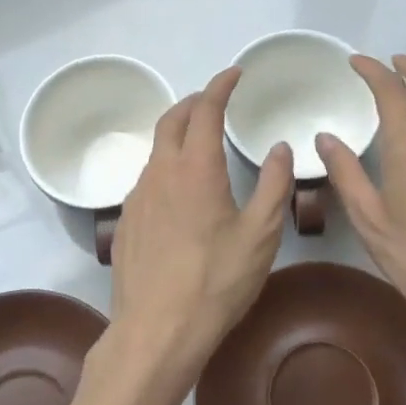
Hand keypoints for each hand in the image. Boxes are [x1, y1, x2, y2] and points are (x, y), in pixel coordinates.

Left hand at [105, 67, 294, 401]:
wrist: (156, 330)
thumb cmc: (216, 281)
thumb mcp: (260, 235)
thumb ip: (273, 185)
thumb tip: (280, 148)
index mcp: (195, 168)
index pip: (205, 110)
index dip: (220, 86)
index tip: (234, 74)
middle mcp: (160, 172)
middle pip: (171, 120)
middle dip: (193, 103)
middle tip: (213, 101)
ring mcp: (136, 197)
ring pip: (155, 151)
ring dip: (176, 135)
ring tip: (198, 144)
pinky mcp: (125, 222)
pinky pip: (145, 180)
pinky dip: (164, 167)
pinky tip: (177, 193)